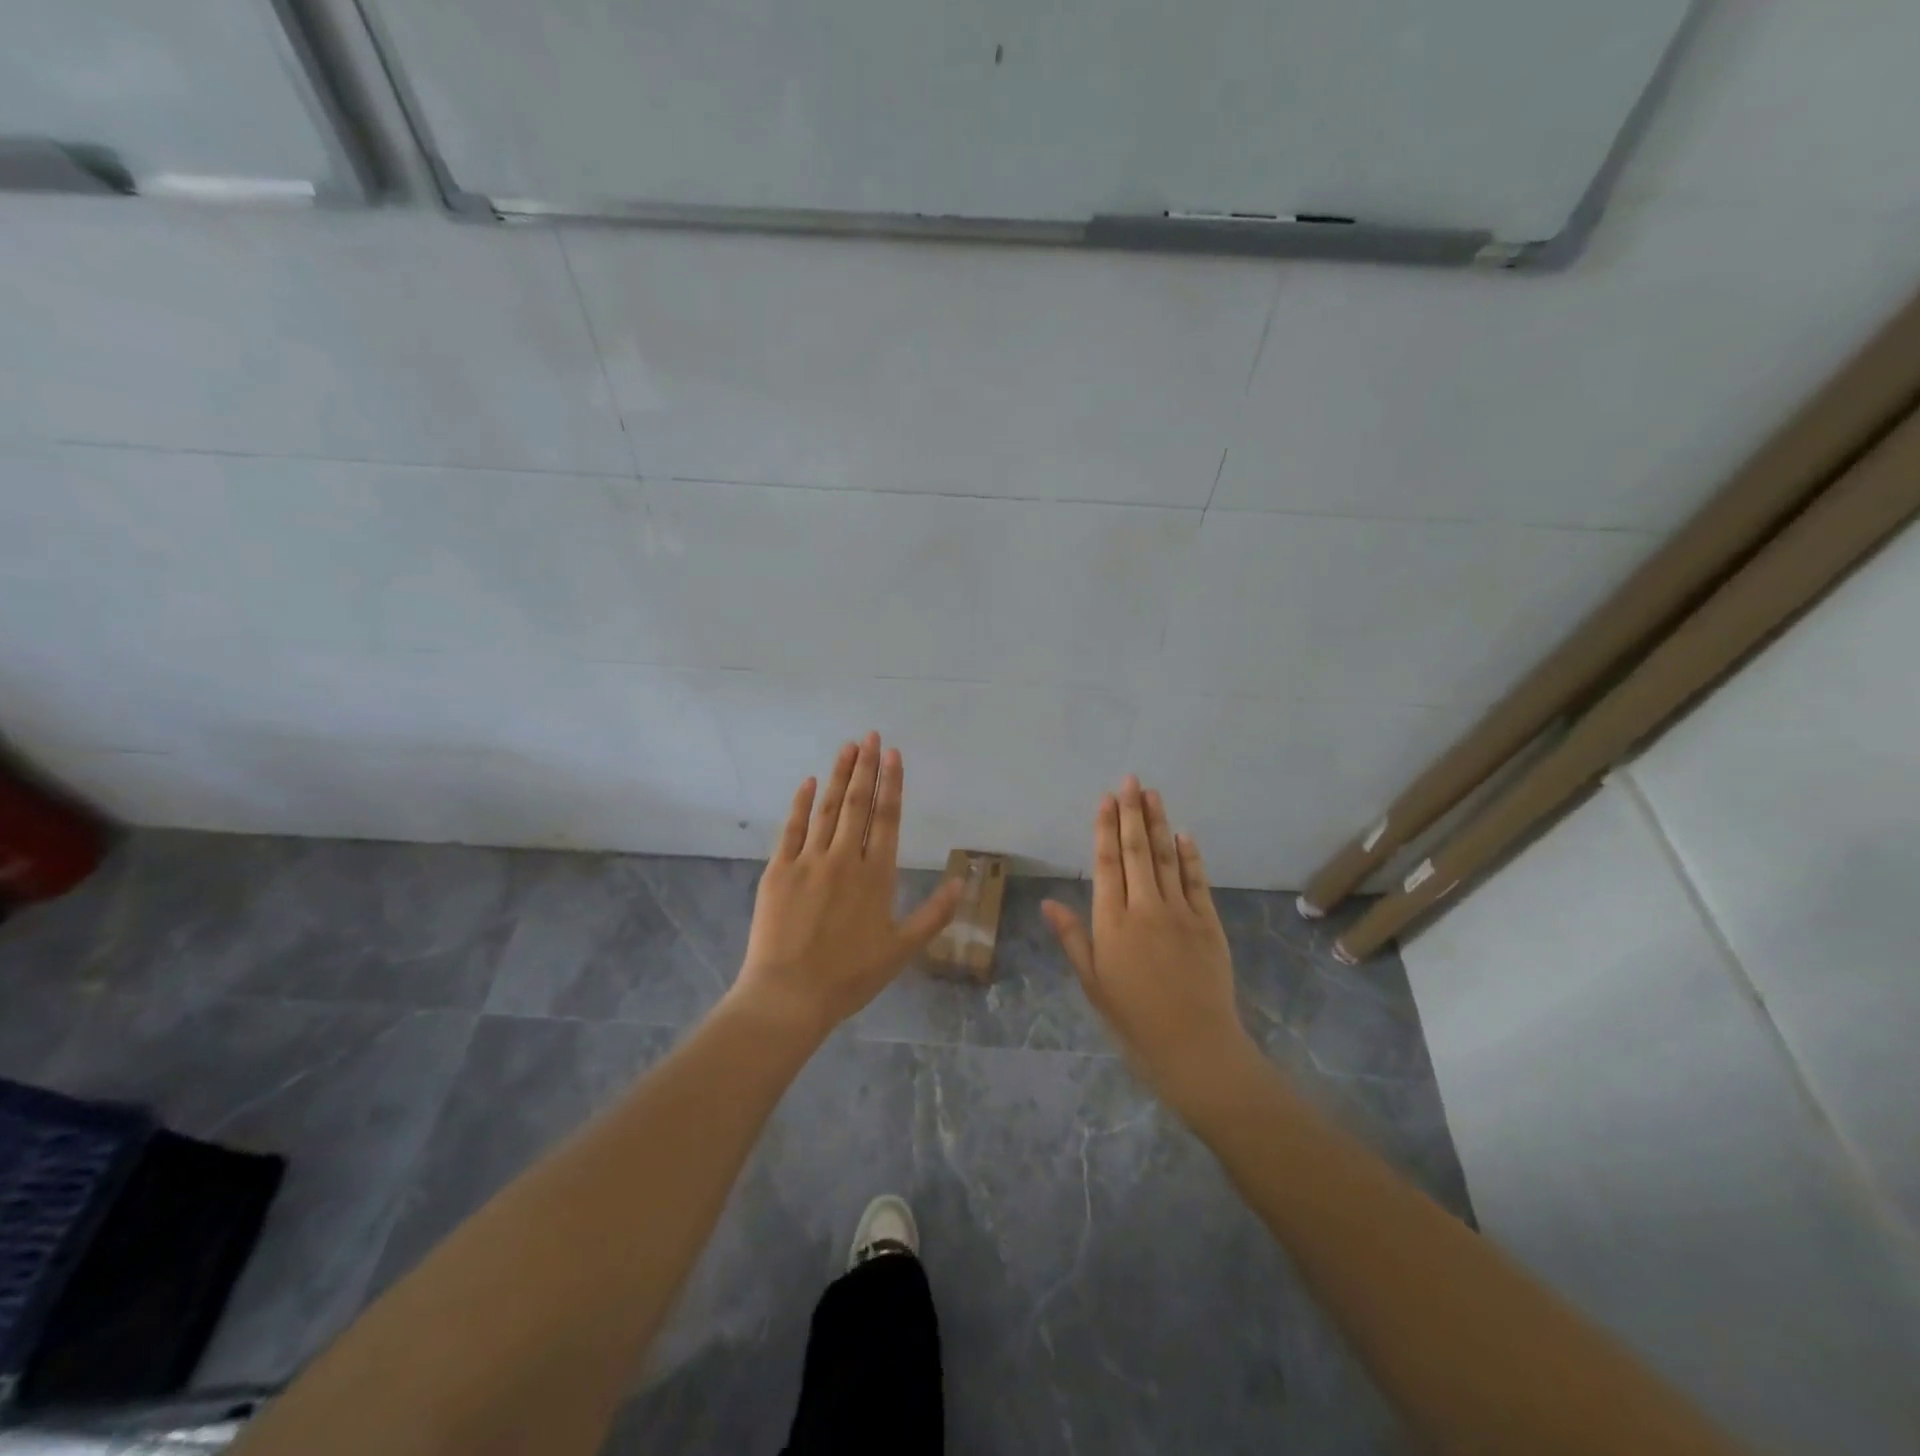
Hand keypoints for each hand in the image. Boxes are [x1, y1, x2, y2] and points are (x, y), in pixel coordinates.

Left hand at [732, 732, 962, 1042]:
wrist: (789, 996)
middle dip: (867, 767)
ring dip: (839, 775)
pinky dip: (801, 803)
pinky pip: (792, 828)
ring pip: (828, 809)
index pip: (888, 818)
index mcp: (877, 876)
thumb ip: (934, 914)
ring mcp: (809, 861)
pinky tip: (808, 781)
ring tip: (848, 747)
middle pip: (859, 804)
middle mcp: (845, 859)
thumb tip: (963, 882)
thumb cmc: (850, 976)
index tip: (894, 754)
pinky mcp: (778, 870)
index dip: (892, 783)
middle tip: (872, 735)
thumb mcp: (902, 950)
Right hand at [1043, 776, 1257, 1112]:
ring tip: (1153, 793)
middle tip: (1130, 779)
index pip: (1107, 864)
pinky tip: (1184, 835)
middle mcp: (1145, 908)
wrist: (1194, 1049)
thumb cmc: (1133, 1020)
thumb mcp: (1092, 984)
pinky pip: (1197, 882)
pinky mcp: (1209, 924)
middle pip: (1138, 851)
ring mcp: (1181, 913)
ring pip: (1167, 858)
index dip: (1105, 828)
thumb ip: (1072, 938)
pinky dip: (1190, 856)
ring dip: (1159, 823)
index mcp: (1112, 923)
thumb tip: (1047, 903)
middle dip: (1132, 812)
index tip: (1105, 799)